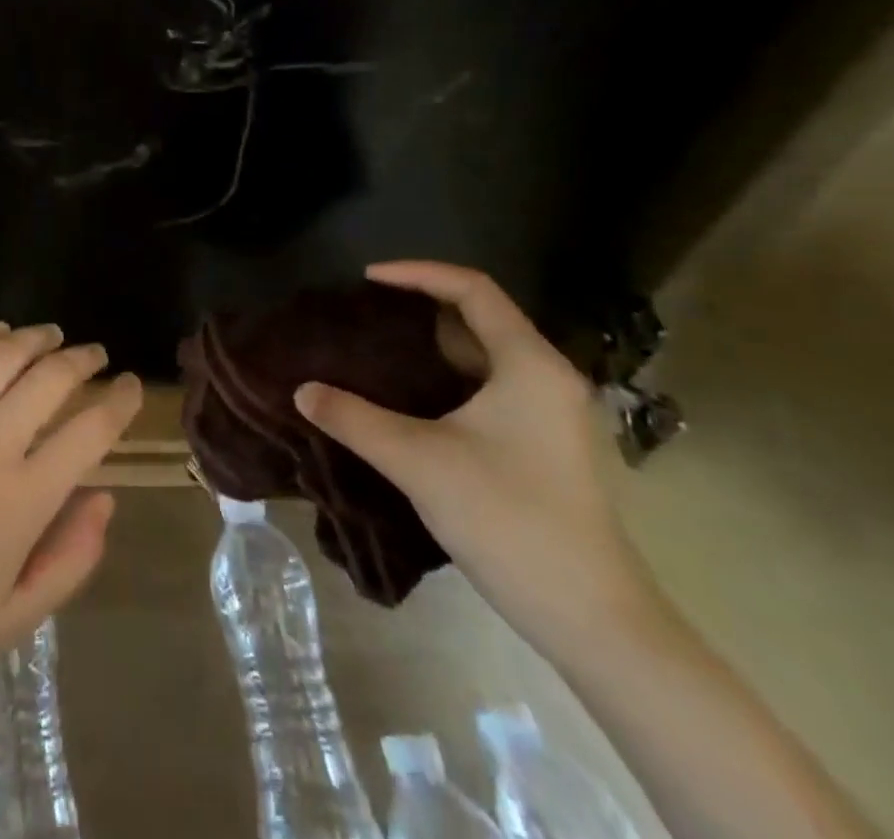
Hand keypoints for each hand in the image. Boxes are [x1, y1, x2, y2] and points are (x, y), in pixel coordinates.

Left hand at [0, 322, 143, 701]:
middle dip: (82, 360)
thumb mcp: (18, 616)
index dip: (120, 402)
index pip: (90, 432)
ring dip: (35, 339)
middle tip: (96, 355)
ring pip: (1, 357)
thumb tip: (105, 498)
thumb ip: (73, 557)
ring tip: (52, 335)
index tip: (132, 386)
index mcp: (24, 499)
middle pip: (50, 379)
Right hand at [295, 261, 658, 646]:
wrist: (592, 618)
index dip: (417, 273)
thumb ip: (353, 418)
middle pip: (477, 319)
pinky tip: (406, 400)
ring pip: (482, 358)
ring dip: (429, 348)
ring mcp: (550, 414)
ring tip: (373, 350)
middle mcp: (546, 377)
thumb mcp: (417, 461)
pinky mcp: (544, 445)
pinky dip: (444, 380)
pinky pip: (488, 389)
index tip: (365, 280)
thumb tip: (301, 390)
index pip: (473, 288)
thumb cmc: (508, 519)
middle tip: (362, 314)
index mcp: (528, 363)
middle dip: (417, 310)